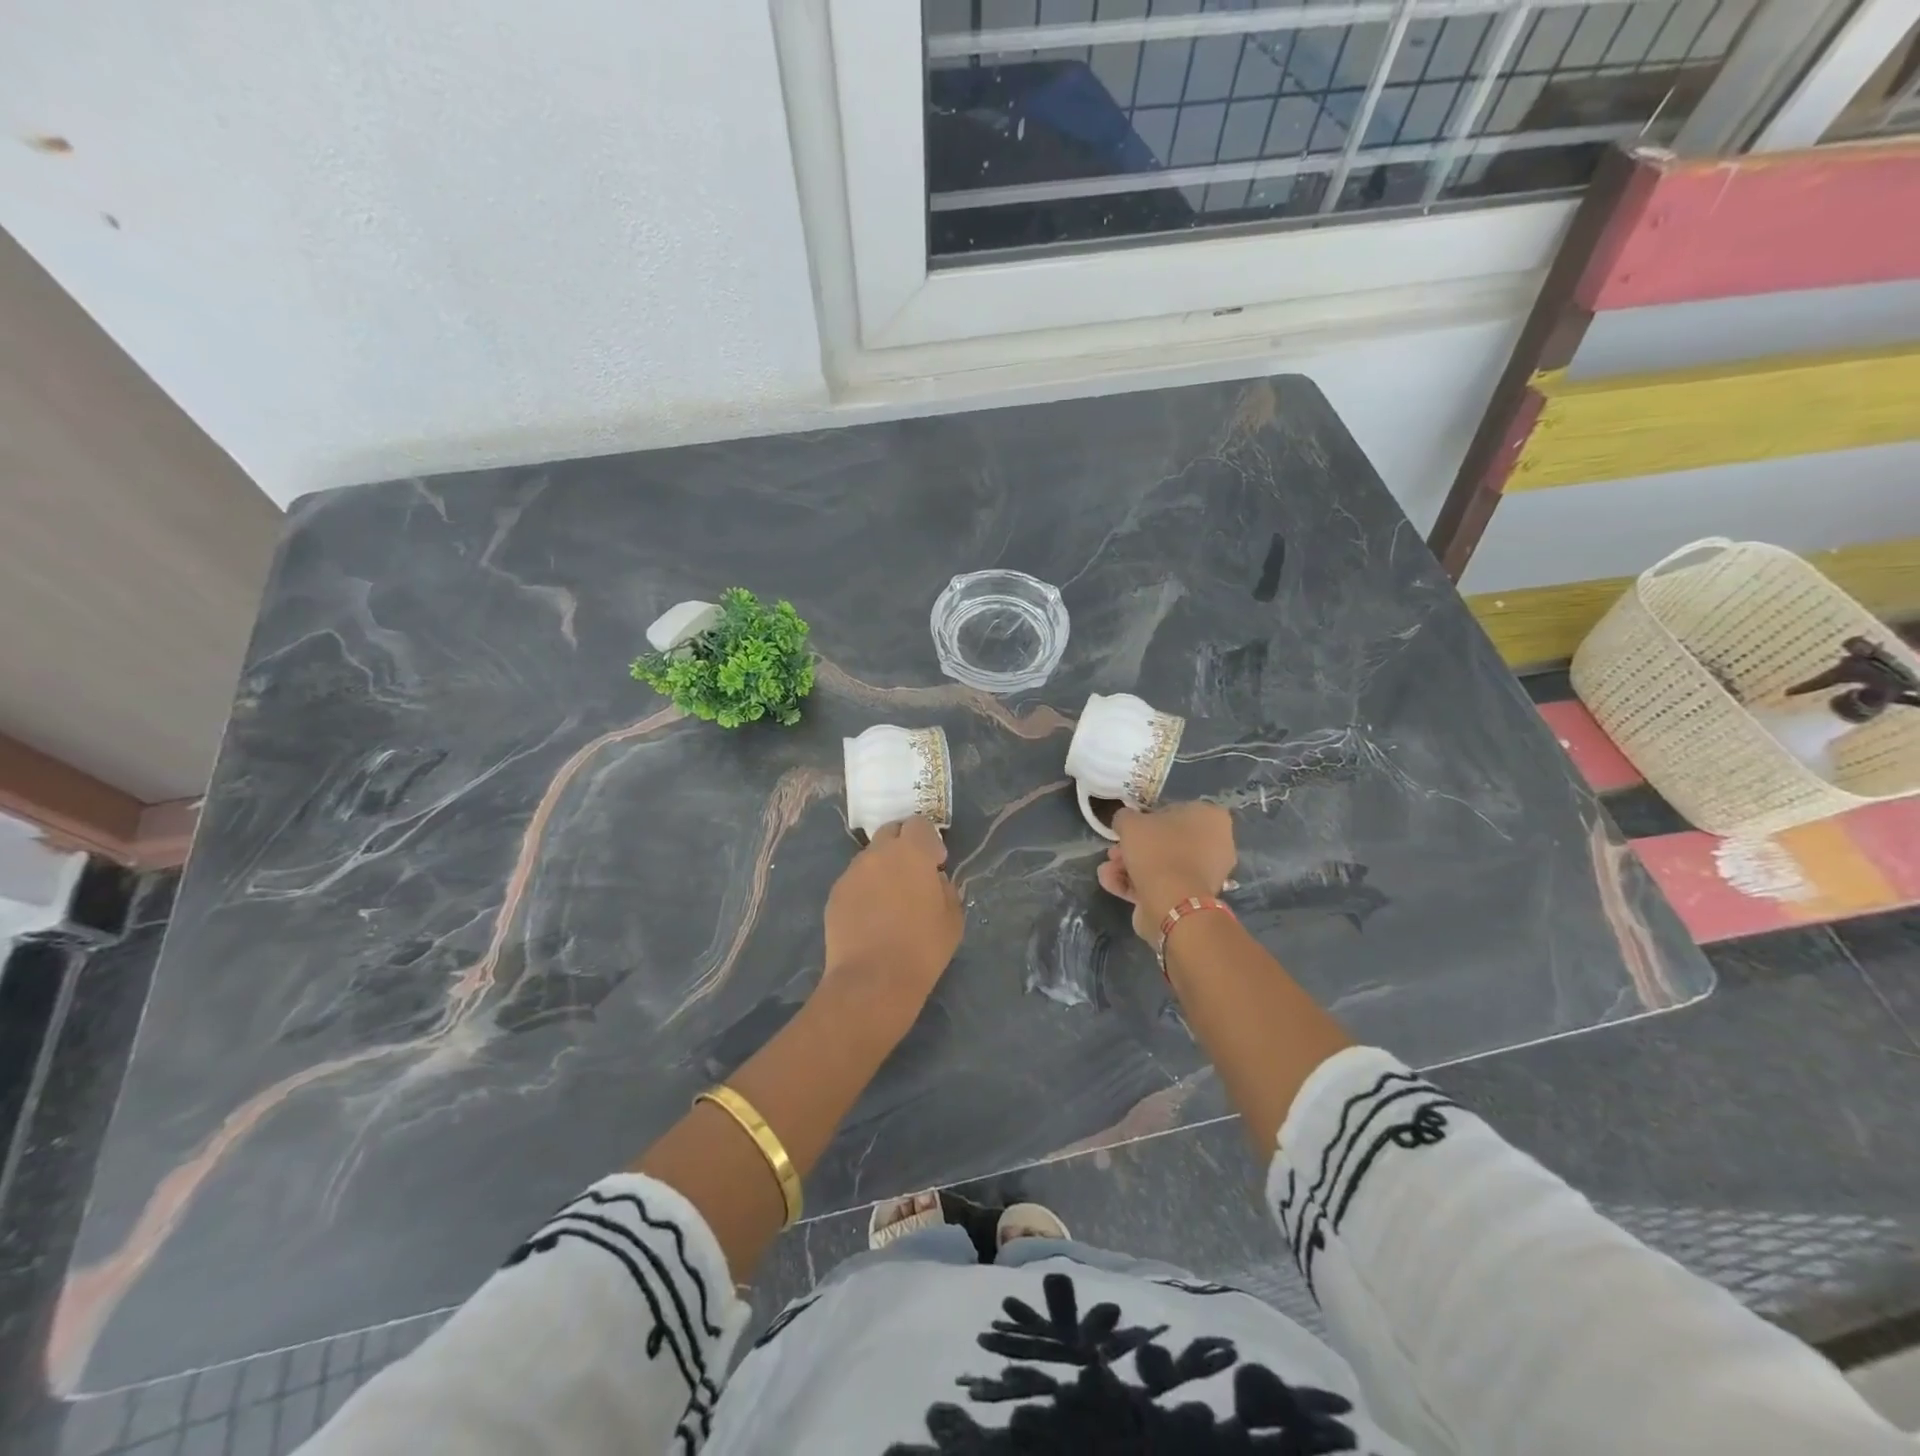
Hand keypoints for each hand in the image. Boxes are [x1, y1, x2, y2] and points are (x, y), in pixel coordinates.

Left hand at [821, 817, 963, 1024]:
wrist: (873, 980)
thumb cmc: (922, 948)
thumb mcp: (953, 918)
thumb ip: (946, 889)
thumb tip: (934, 880)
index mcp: (911, 852)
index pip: (919, 824)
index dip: (929, 840)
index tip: (935, 863)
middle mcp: (878, 854)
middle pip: (890, 832)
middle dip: (903, 845)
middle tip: (912, 874)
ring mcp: (852, 873)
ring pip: (870, 857)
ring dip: (882, 867)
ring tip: (889, 900)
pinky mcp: (835, 894)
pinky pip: (854, 880)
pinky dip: (865, 889)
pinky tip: (871, 917)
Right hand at [1096, 801, 1236, 942]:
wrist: (1172, 903)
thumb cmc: (1157, 850)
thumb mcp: (1130, 822)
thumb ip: (1125, 817)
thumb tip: (1125, 822)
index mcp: (1210, 817)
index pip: (1174, 811)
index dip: (1146, 820)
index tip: (1127, 830)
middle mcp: (1216, 844)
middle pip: (1166, 841)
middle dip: (1135, 848)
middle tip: (1114, 853)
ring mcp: (1207, 874)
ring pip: (1163, 864)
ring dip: (1131, 867)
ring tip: (1107, 872)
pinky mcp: (1194, 898)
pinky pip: (1165, 884)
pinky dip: (1138, 884)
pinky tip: (1113, 884)